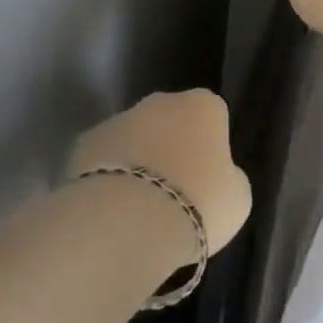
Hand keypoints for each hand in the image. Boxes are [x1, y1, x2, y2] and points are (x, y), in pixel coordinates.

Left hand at [67, 90, 250, 262]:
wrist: (130, 220)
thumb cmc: (198, 203)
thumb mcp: (236, 196)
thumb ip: (227, 176)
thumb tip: (212, 174)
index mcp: (203, 105)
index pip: (213, 116)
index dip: (211, 147)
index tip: (208, 179)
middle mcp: (160, 101)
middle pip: (171, 121)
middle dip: (171, 148)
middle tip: (174, 192)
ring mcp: (119, 118)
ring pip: (135, 138)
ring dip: (138, 162)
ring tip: (140, 208)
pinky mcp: (85, 142)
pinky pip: (104, 158)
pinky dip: (108, 176)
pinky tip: (112, 208)